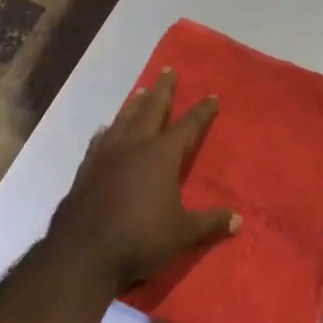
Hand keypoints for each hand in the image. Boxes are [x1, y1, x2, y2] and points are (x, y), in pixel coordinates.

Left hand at [47, 68, 240, 291]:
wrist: (83, 252)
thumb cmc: (141, 238)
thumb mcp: (183, 233)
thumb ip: (210, 222)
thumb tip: (238, 219)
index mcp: (161, 156)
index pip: (187, 126)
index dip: (201, 112)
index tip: (211, 96)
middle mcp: (133, 147)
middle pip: (151, 110)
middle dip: (162, 90)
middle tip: (168, 70)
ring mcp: (105, 156)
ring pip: (123, 121)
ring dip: (134, 104)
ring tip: (140, 91)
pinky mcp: (86, 170)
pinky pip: (100, 141)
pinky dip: (107, 131)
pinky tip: (105, 130)